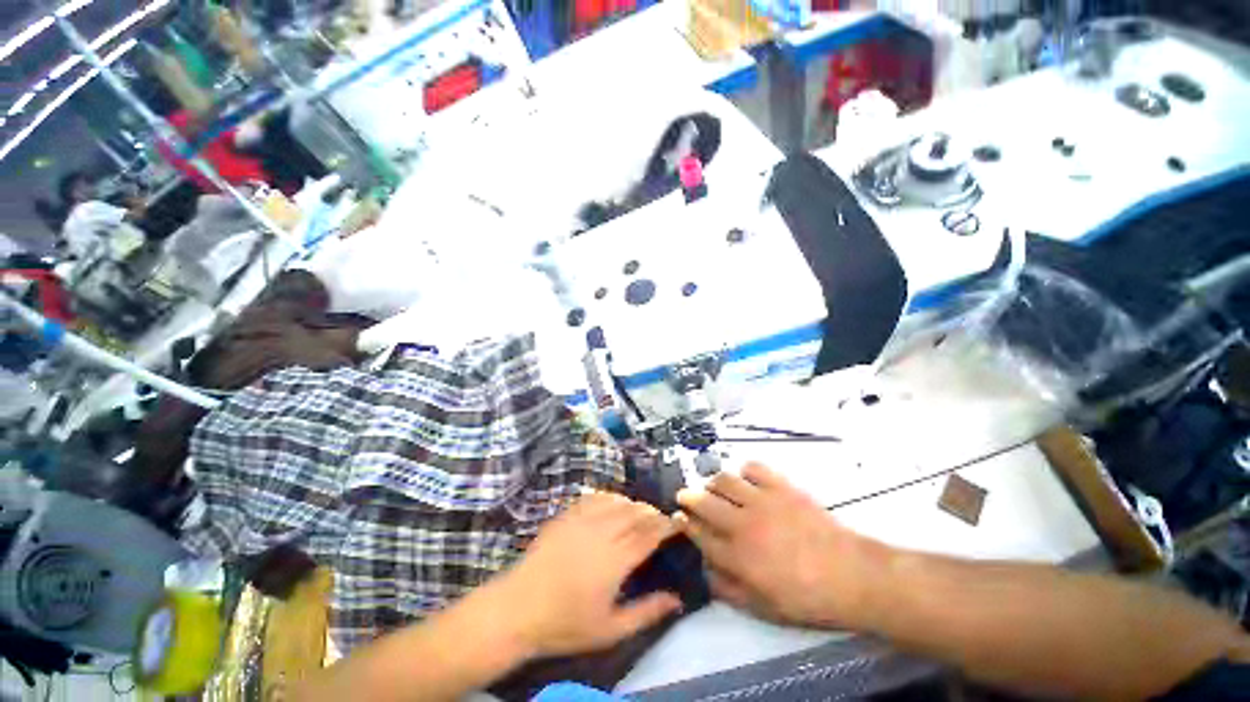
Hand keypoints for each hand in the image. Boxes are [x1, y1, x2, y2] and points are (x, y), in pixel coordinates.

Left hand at [495, 492, 682, 657]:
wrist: (519, 608)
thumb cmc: (566, 624)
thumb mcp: (610, 629)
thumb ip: (646, 612)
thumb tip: (678, 600)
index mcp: (616, 559)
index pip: (650, 534)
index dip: (667, 525)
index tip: (679, 522)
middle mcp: (603, 532)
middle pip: (636, 513)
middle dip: (653, 513)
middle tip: (661, 521)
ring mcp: (583, 519)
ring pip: (618, 501)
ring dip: (634, 504)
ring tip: (640, 513)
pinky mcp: (567, 514)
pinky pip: (595, 496)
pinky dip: (611, 497)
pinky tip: (613, 504)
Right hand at [675, 463, 881, 628]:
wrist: (851, 576)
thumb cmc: (807, 598)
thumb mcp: (764, 608)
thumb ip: (729, 590)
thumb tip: (705, 571)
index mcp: (737, 557)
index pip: (699, 534)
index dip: (684, 524)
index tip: (677, 517)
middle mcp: (743, 524)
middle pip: (704, 502)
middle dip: (688, 497)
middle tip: (684, 495)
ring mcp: (762, 501)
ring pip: (723, 480)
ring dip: (712, 482)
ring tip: (713, 486)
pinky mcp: (781, 487)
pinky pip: (753, 468)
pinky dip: (743, 470)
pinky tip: (745, 478)